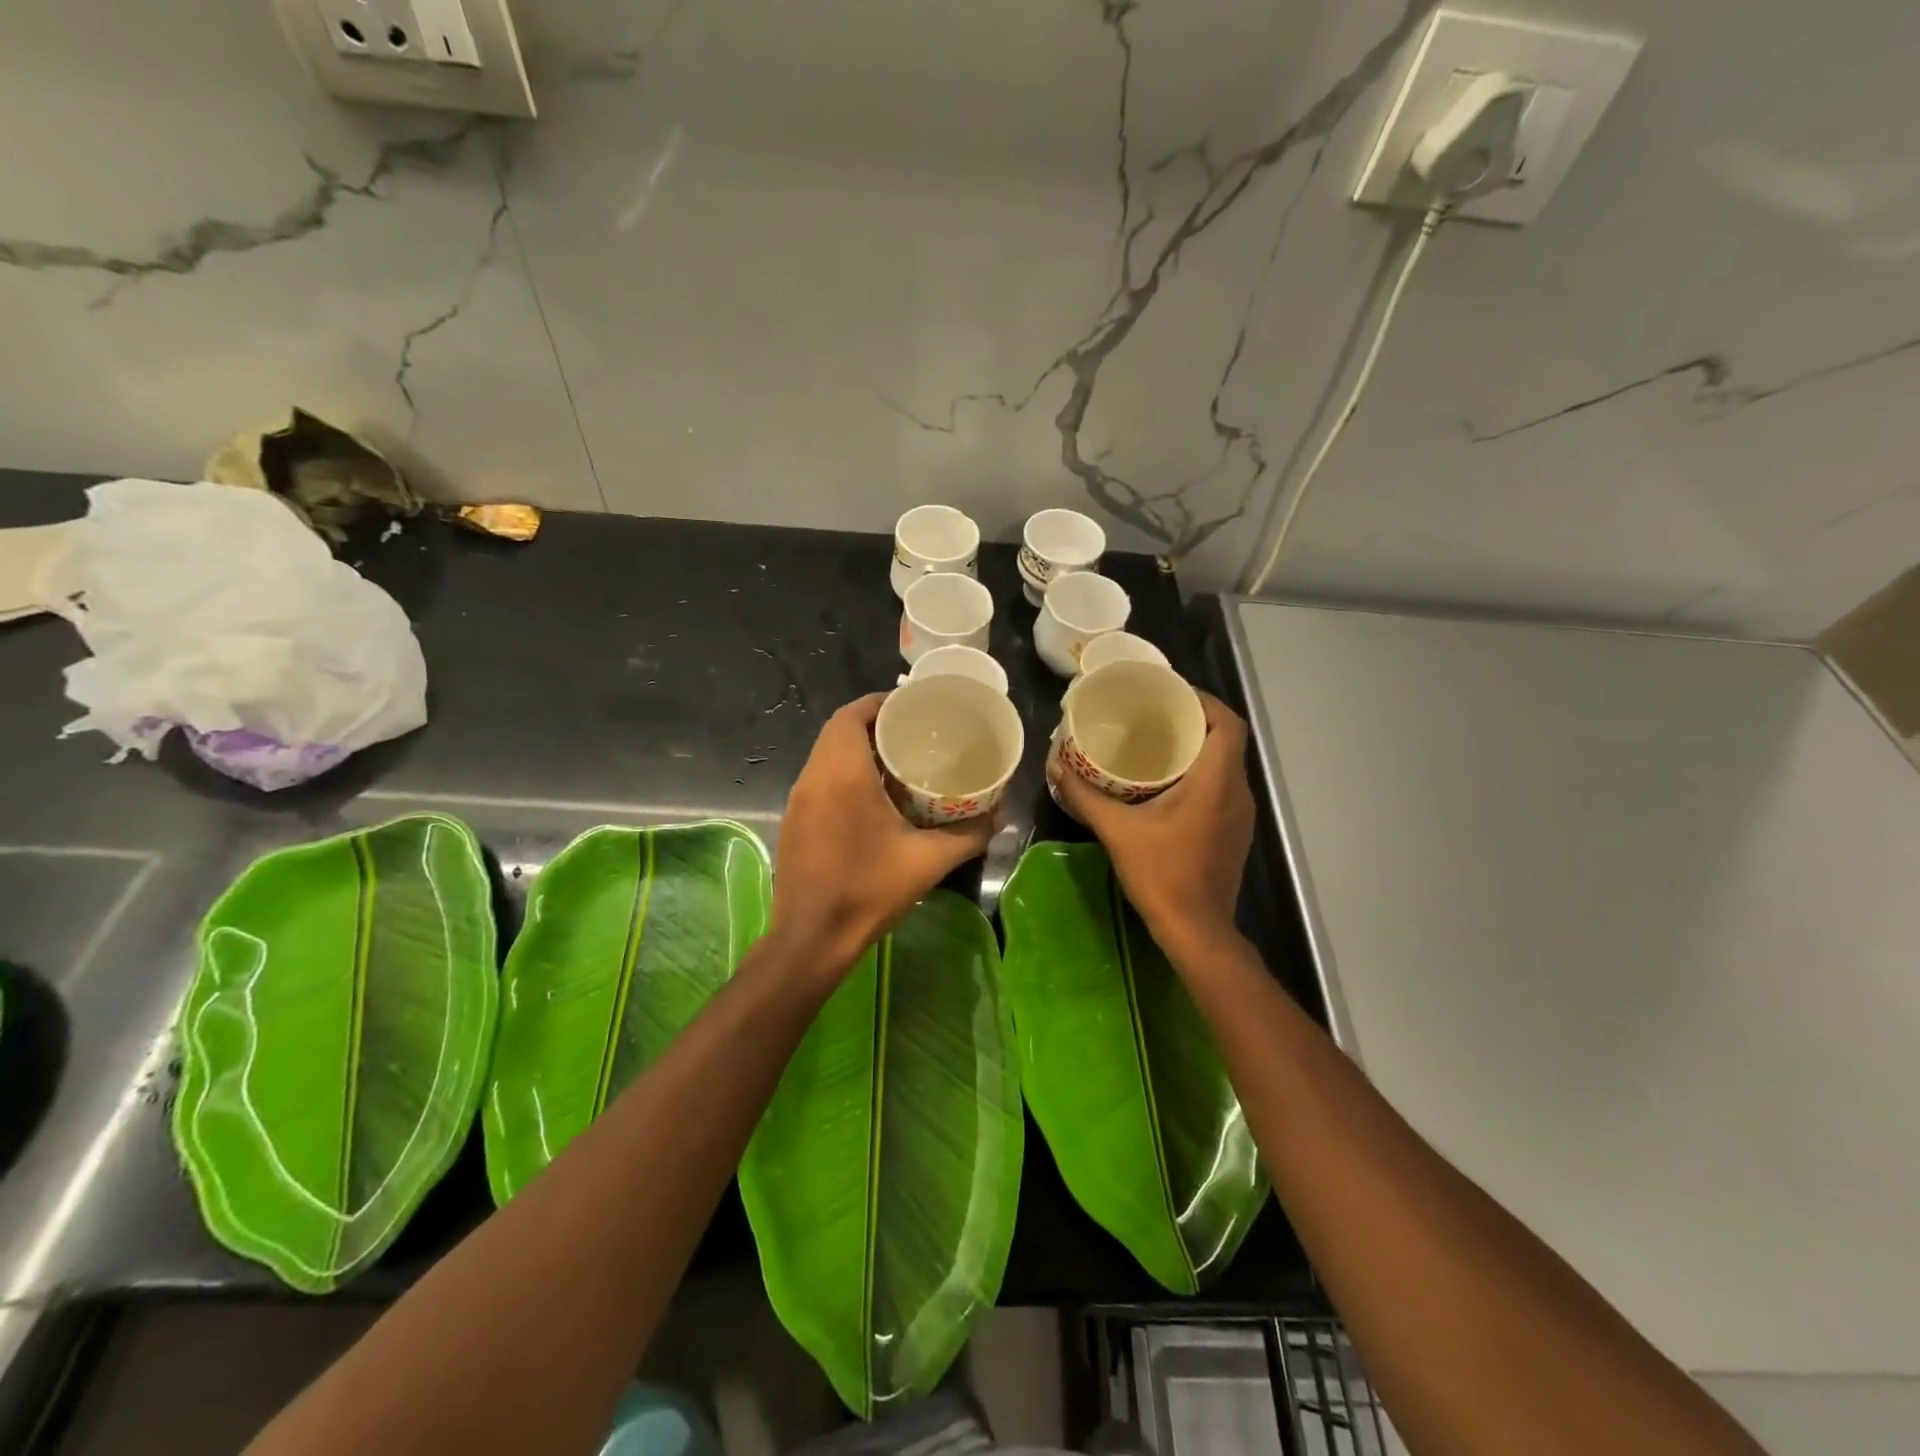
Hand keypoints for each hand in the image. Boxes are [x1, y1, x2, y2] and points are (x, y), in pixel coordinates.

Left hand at [770, 693, 994, 975]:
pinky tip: (875, 799)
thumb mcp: (927, 861)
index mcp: (842, 774)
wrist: (811, 939)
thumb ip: (968, 834)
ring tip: (899, 763)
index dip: (880, 703)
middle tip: (913, 735)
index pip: (851, 715)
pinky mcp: (795, 822)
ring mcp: (799, 801)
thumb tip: (999, 816)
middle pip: (838, 731)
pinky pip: (819, 780)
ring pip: (826, 756)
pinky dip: (844, 774)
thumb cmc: (867, 891)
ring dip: (858, 750)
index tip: (912, 708)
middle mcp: (813, 778)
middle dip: (874, 725)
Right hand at [1050, 691, 1254, 952]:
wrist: (1196, 931)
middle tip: (1154, 713)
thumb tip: (1056, 765)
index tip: (1171, 692)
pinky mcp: (1233, 832)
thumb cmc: (1162, 875)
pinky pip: (1222, 787)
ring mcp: (1240, 814)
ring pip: (1225, 764)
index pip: (1228, 722)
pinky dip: (1199, 774)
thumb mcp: (1117, 831)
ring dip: (1197, 748)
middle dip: (1194, 720)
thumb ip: (1085, 796)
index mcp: (1217, 781)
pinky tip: (1165, 783)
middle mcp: (1237, 792)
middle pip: (1226, 739)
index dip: (1204, 700)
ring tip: (1156, 741)